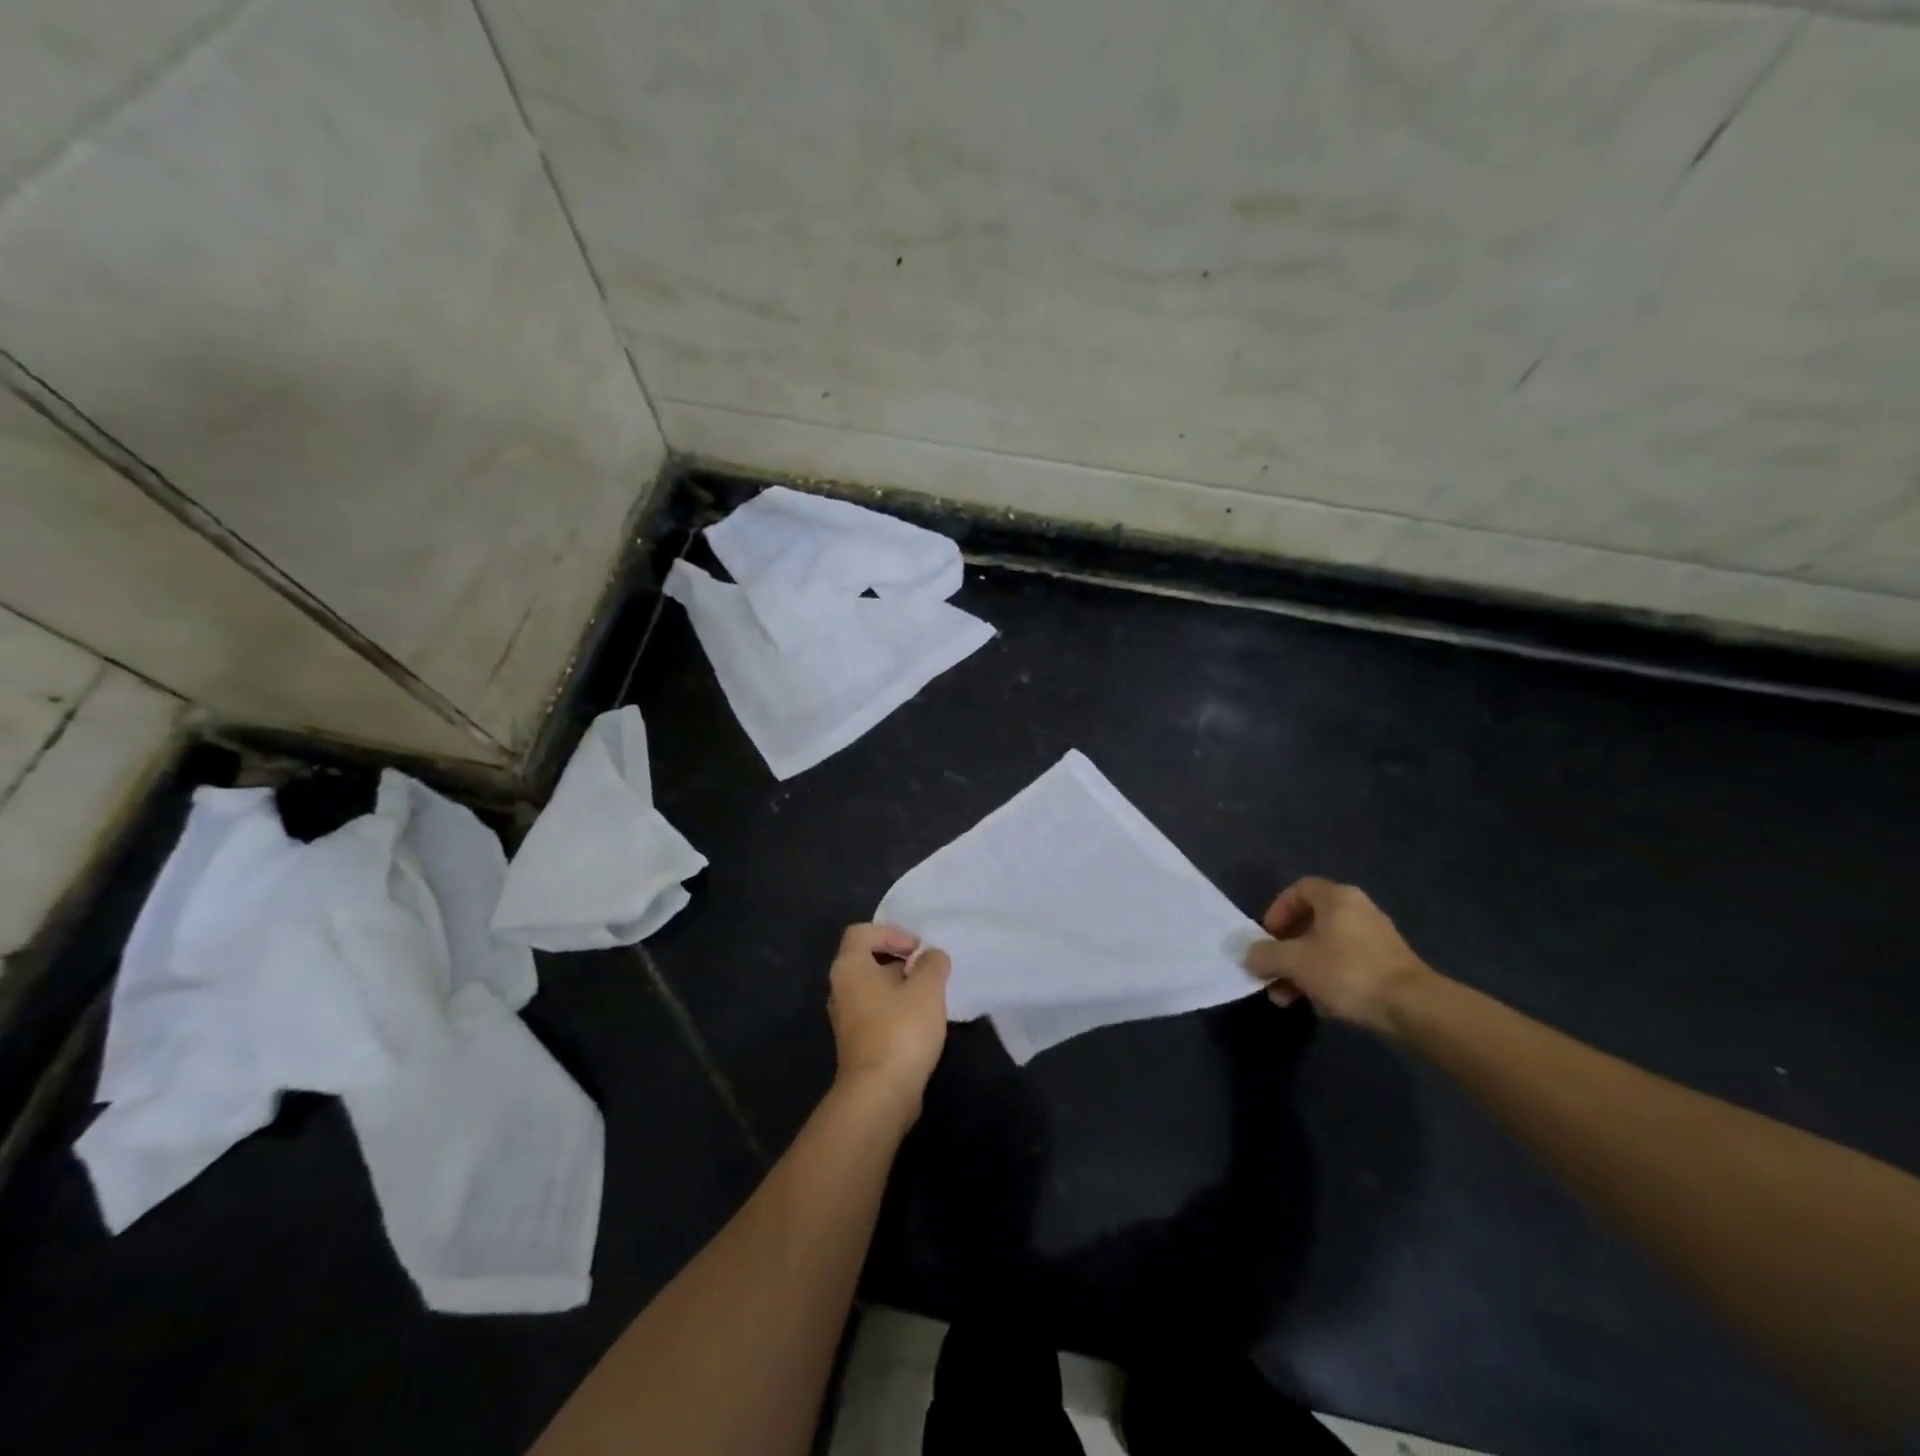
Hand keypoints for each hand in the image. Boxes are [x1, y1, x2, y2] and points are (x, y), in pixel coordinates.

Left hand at [827, 924, 951, 1113]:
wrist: (879, 1095)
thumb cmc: (901, 1030)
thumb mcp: (927, 988)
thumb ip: (932, 963)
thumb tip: (931, 956)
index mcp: (849, 967)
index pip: (862, 932)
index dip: (892, 933)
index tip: (918, 950)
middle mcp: (840, 989)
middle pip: (867, 960)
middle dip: (899, 960)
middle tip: (928, 971)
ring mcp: (845, 1019)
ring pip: (873, 989)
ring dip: (900, 988)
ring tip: (929, 997)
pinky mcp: (856, 1044)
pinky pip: (875, 1013)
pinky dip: (896, 1011)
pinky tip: (920, 1024)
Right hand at [1246, 877, 1435, 1034]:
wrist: (1413, 1007)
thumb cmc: (1347, 972)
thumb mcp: (1294, 962)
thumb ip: (1265, 955)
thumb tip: (1251, 956)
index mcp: (1336, 898)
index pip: (1298, 890)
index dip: (1276, 911)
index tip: (1267, 937)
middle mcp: (1358, 910)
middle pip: (1310, 922)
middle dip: (1285, 950)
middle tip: (1272, 973)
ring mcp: (1376, 938)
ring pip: (1326, 947)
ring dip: (1302, 970)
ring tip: (1288, 998)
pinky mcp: (1388, 965)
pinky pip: (1346, 964)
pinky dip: (1327, 979)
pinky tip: (1320, 1005)